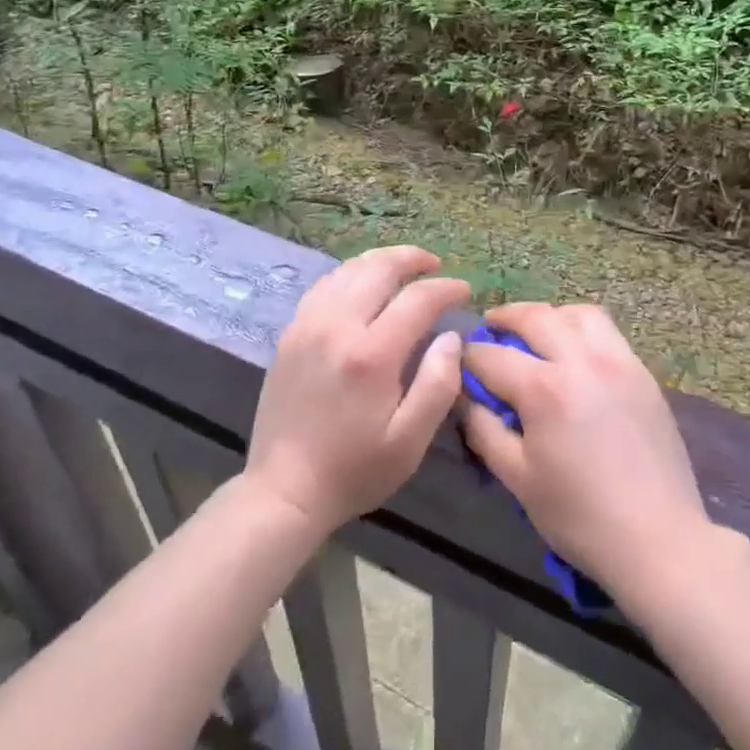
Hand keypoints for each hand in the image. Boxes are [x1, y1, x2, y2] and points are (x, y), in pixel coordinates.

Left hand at [244, 246, 466, 536]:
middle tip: (435, 265)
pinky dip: (350, 273)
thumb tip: (451, 337)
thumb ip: (438, 384)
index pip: (416, 299)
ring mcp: (308, 325)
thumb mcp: (409, 442)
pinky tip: (363, 282)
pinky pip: (324, 285)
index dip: (445, 289)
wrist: (284, 490)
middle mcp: (337, 326)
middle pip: (379, 269)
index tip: (465, 290)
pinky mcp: (290, 332)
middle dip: (412, 259)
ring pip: (348, 270)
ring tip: (404, 266)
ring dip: (380, 261)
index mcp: (371, 355)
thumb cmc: (354, 470)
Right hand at [461, 303, 711, 597]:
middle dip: (505, 317)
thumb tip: (465, 398)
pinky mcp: (642, 372)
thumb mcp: (518, 479)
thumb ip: (484, 430)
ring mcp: (618, 361)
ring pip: (577, 313)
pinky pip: (607, 331)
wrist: (659, 539)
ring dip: (549, 316)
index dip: (468, 356)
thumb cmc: (580, 516)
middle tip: (490, 326)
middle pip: (536, 316)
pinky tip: (574, 353)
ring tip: (537, 333)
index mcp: (545, 389)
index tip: (458, 361)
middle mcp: (581, 361)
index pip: (492, 356)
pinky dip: (582, 329)